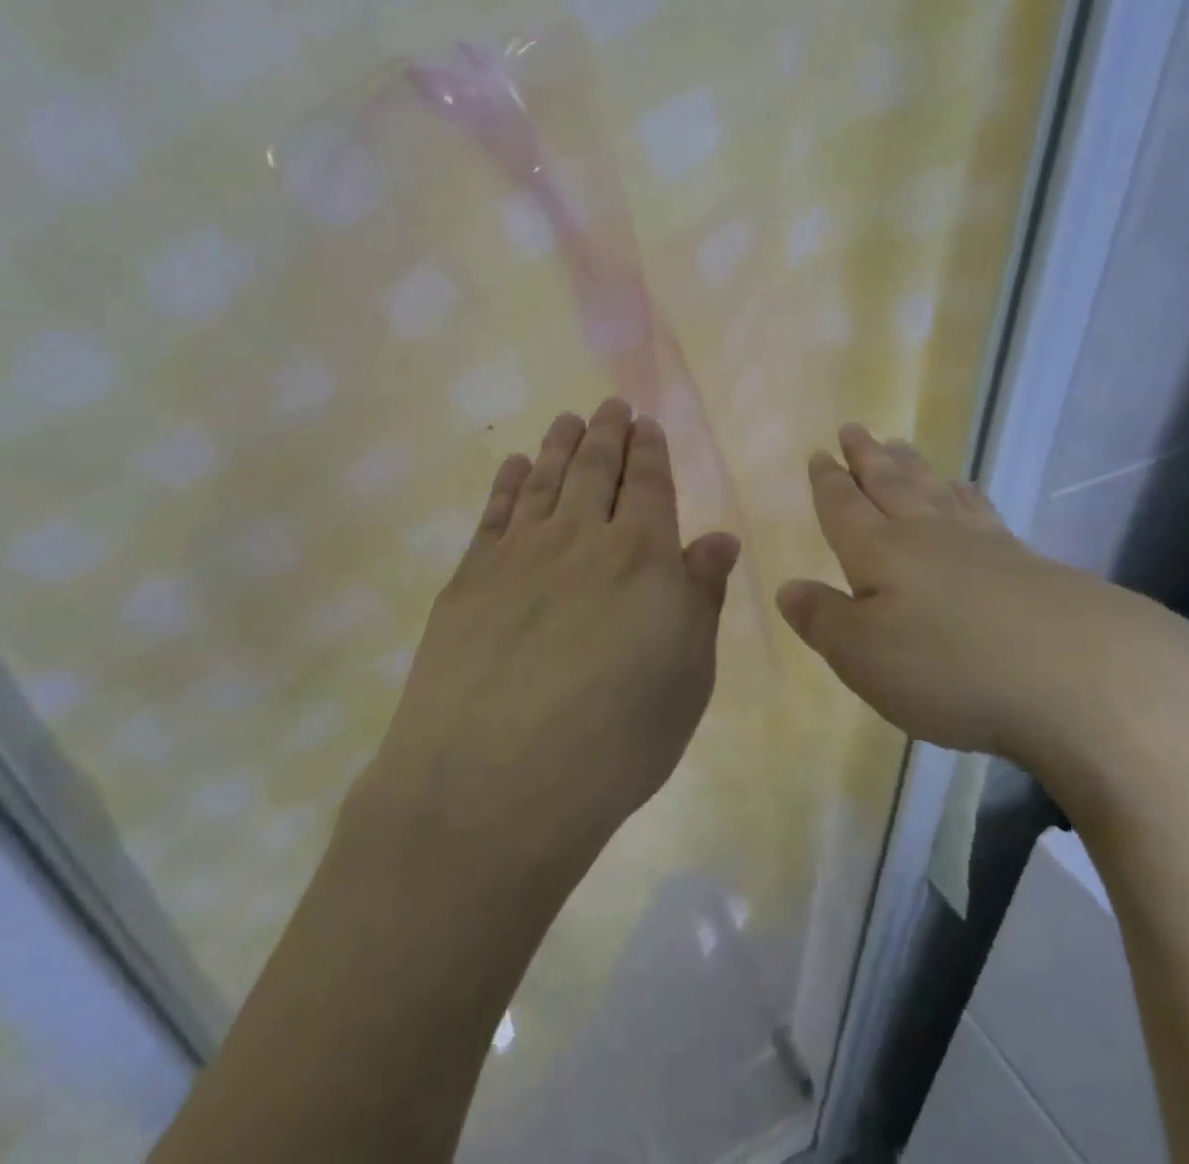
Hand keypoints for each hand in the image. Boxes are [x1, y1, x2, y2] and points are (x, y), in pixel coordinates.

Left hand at [357, 398, 740, 871]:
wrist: (494, 784)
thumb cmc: (614, 741)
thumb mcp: (686, 676)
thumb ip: (700, 596)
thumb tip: (718, 538)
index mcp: (641, 556)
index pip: (648, 484)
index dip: (649, 450)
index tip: (646, 423)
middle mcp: (579, 537)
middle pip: (594, 469)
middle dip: (606, 433)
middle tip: (610, 405)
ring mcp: (518, 553)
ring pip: (544, 479)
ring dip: (559, 444)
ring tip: (567, 418)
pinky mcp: (470, 577)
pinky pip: (495, 512)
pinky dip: (508, 482)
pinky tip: (515, 464)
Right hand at [774, 424, 1188, 784]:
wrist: (1087, 680)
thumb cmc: (950, 668)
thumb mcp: (863, 655)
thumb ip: (822, 619)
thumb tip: (788, 588)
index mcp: (880, 550)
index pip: (844, 505)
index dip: (828, 481)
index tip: (821, 454)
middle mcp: (927, 534)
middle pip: (891, 484)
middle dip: (868, 457)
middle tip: (856, 429)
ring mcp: (984, 545)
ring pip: (936, 490)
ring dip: (914, 466)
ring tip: (902, 444)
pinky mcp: (1030, 564)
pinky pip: (983, 512)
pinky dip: (967, 495)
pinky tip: (968, 492)